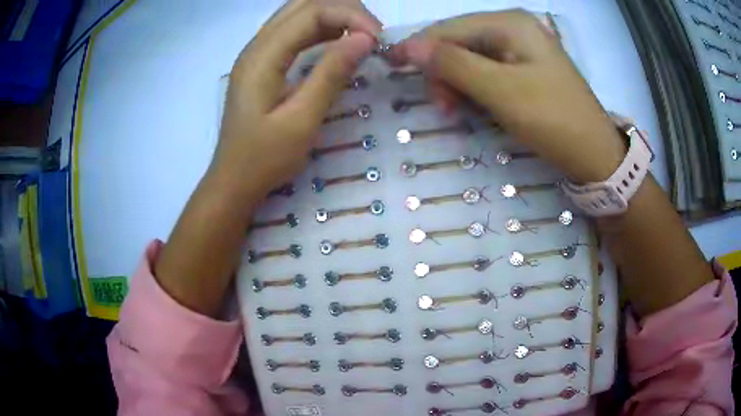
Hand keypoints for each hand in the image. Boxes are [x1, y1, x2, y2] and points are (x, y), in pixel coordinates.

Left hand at [154, 0, 380, 316]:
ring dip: (334, 17)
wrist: (234, 180)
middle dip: (343, 10)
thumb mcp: (302, 120)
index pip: (311, 12)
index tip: (378, 39)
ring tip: (363, 36)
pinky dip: (321, 30)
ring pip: (299, 14)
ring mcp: (258, 52)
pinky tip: (340, 43)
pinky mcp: (263, 63)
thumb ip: (331, 75)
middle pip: (303, 4)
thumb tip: (365, 39)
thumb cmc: (265, 158)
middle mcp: (257, 45)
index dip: (350, 16)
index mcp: (262, 56)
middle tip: (372, 34)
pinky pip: (295, 32)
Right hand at [390, 10, 626, 182]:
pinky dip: (475, 89)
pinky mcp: (524, 68)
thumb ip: (453, 64)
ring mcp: (520, 48)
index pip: (449, 29)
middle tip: (443, 108)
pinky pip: (487, 71)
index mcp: (509, 23)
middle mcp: (513, 28)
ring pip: (470, 58)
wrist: (595, 154)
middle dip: (443, 72)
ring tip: (457, 112)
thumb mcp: (501, 91)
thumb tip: (408, 47)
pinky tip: (475, 106)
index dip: (418, 48)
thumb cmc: (553, 119)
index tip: (391, 69)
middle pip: (459, 42)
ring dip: (457, 83)